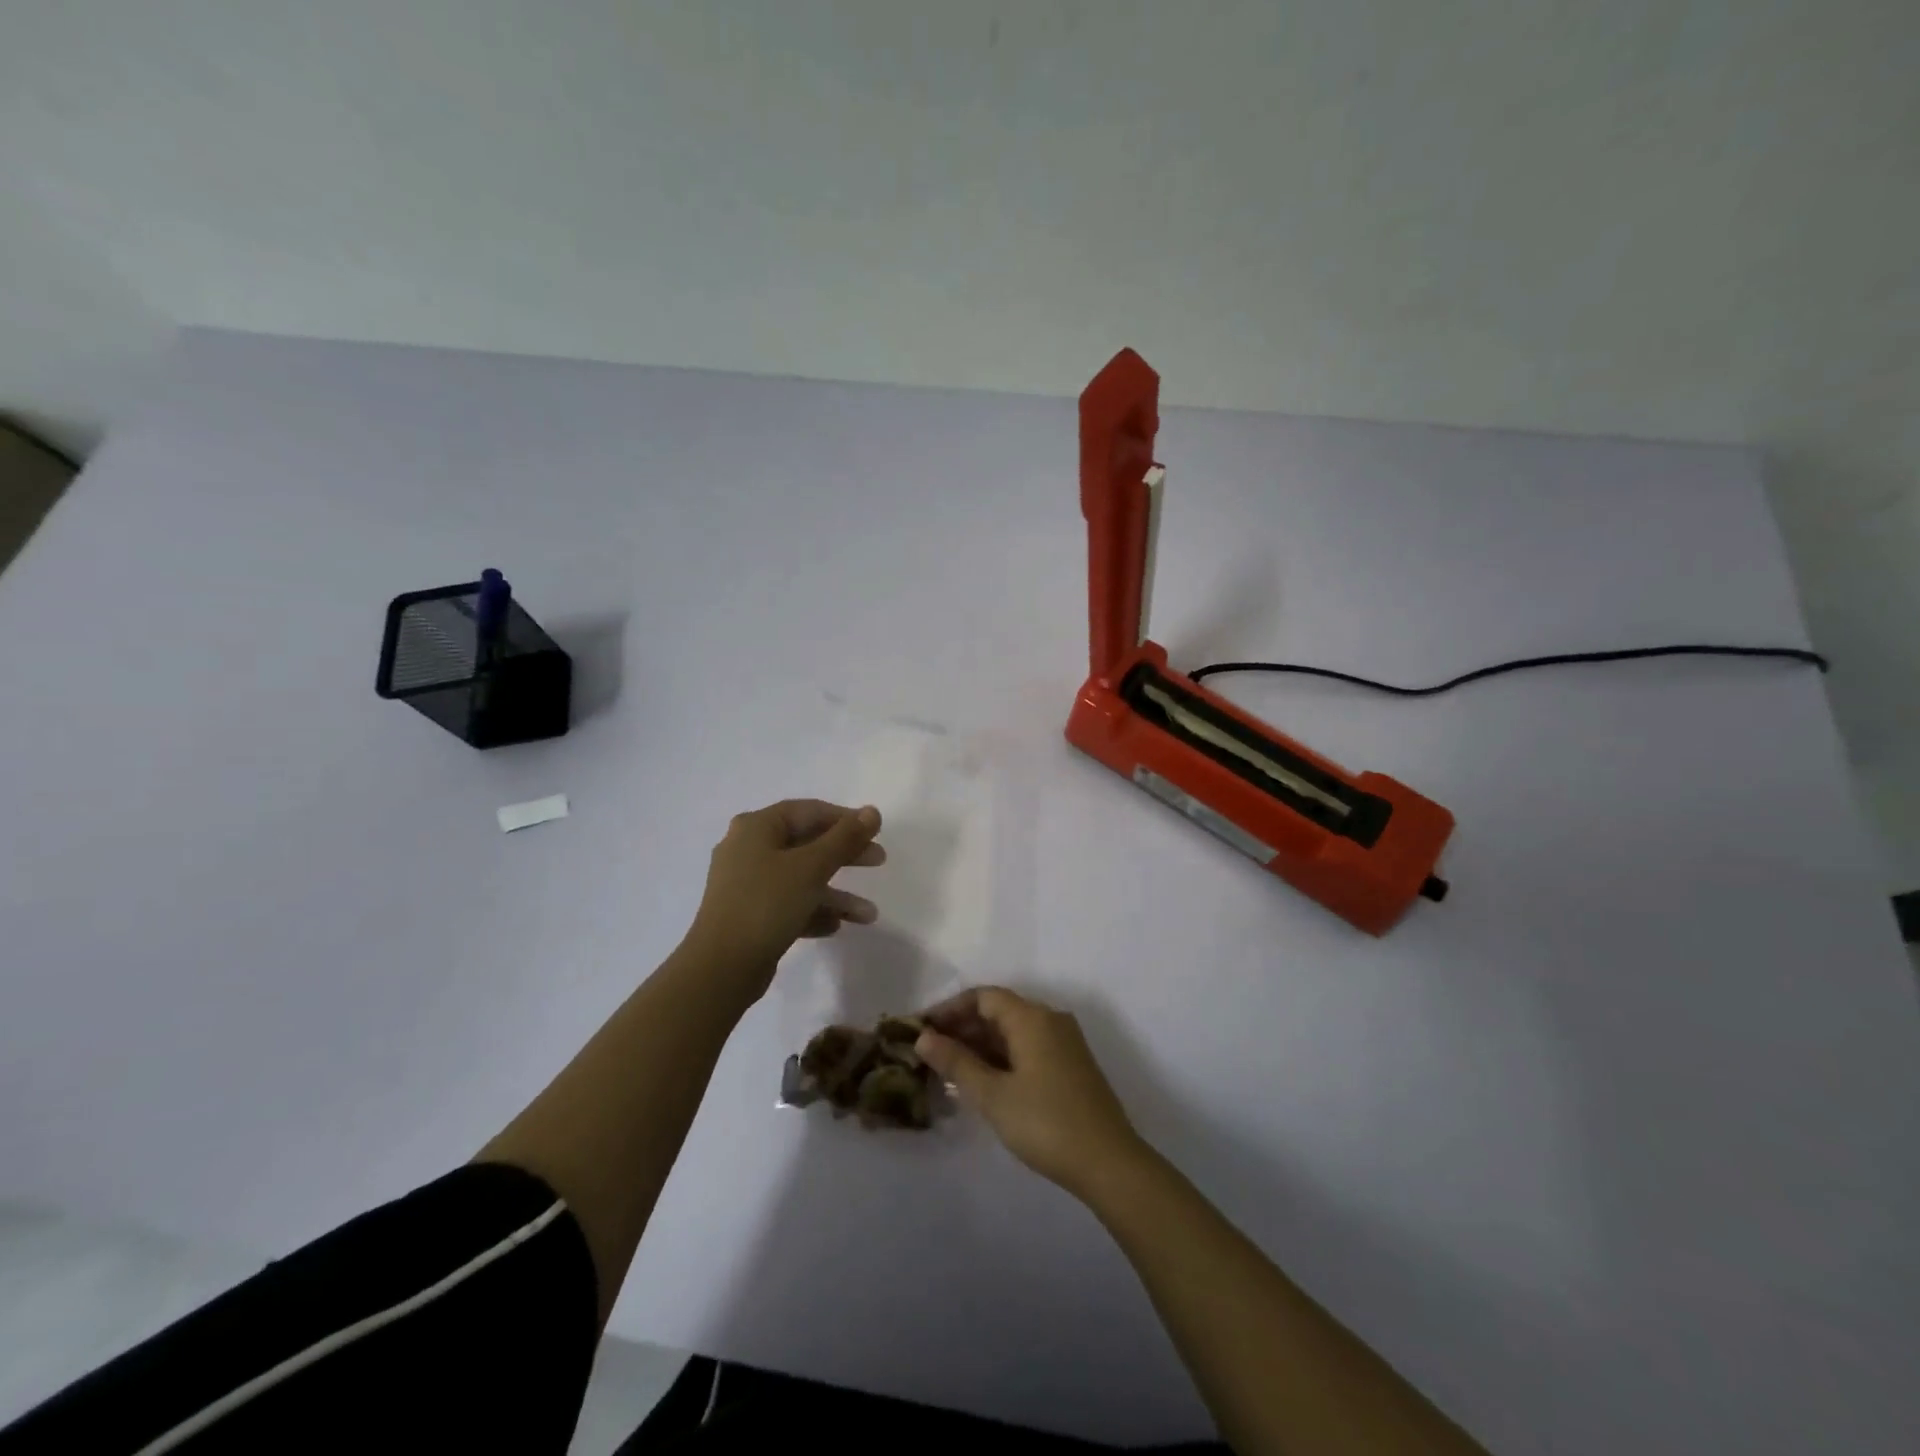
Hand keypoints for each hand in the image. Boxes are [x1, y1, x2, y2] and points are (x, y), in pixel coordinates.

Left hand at [685, 800, 884, 999]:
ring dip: (836, 894)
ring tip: (869, 914)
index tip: (876, 831)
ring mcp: (746, 884)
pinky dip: (814, 911)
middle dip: (845, 855)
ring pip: (801, 879)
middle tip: (879, 860)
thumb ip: (844, 838)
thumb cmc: (766, 904)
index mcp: (756, 828)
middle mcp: (748, 849)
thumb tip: (872, 811)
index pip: (808, 811)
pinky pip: (789, 904)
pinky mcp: (749, 915)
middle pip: (806, 844)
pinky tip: (836, 927)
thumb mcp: (811, 867)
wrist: (720, 968)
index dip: (845, 818)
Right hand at [917, 987, 1145, 1198]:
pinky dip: (1001, 1057)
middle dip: (962, 1027)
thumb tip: (923, 1038)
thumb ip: (957, 1062)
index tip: (921, 1028)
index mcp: (1032, 1017)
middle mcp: (1050, 1020)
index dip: (949, 1008)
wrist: (1109, 1163)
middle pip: (999, 1010)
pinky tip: (982, 1081)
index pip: (983, 996)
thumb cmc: (1045, 1122)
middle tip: (929, 1052)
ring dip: (981, 1044)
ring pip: (1013, 1031)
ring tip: (949, 1069)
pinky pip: (1027, 1047)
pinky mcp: (1070, 1065)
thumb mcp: (993, 1094)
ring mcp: (1064, 1043)